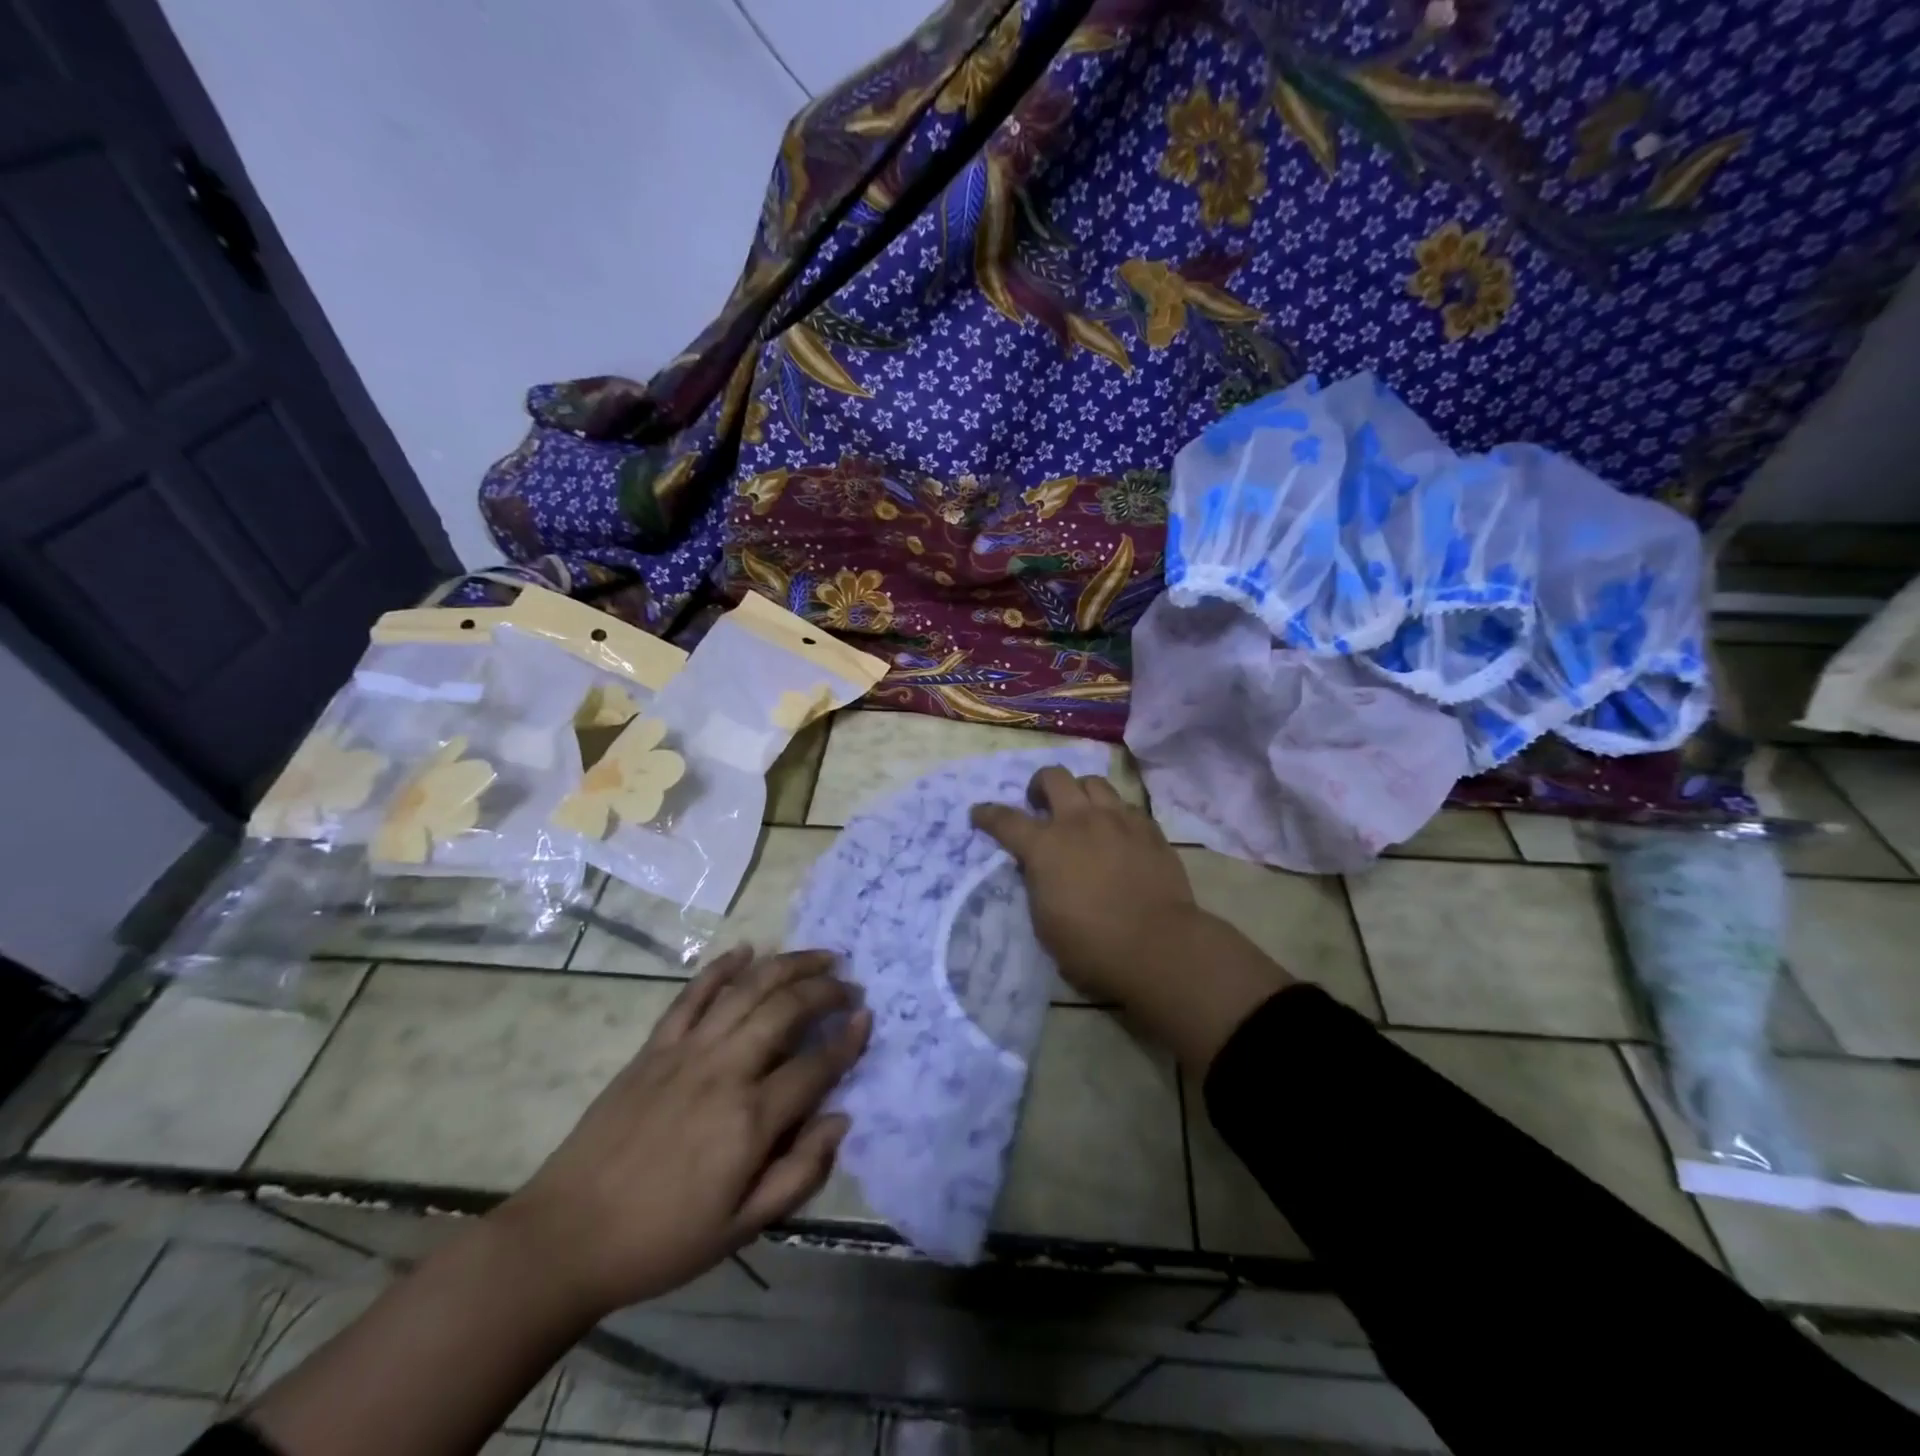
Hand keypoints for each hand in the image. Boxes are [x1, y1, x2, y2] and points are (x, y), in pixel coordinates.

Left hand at [497, 947, 869, 1318]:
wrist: (566, 1238)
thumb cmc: (661, 1241)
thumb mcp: (740, 1229)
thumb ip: (799, 1173)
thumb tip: (840, 1120)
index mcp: (749, 1120)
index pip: (815, 1065)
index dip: (848, 1039)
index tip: (867, 1017)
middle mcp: (724, 1071)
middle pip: (786, 1010)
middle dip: (825, 990)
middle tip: (849, 985)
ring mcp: (686, 1052)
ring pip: (747, 990)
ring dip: (787, 965)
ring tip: (817, 957)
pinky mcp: (654, 1047)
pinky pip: (692, 995)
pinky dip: (721, 967)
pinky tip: (746, 950)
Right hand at [973, 768, 1292, 1069]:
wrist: (1157, 947)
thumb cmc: (1091, 946)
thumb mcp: (1044, 921)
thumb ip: (1037, 884)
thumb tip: (1038, 868)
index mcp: (1045, 847)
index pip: (1005, 820)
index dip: (987, 814)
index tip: (979, 812)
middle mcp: (1079, 822)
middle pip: (1054, 777)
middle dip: (1040, 785)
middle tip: (1040, 804)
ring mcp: (1118, 820)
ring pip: (1094, 782)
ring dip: (1080, 792)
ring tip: (1082, 812)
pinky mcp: (1149, 829)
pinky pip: (1126, 805)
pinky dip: (1114, 813)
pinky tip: (1117, 832)